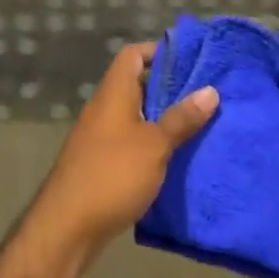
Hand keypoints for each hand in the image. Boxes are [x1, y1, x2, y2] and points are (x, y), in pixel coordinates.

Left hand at [27, 42, 218, 266]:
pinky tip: (176, 158)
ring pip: (136, 116)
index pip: (133, 55)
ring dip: (163, 118)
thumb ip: (181, 118)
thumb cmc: (113, 174)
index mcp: (114, 93)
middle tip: (205, 94)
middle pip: (137, 85)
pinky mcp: (101, 163)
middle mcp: (104, 108)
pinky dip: (152, 144)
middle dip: (169, 88)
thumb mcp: (154, 145)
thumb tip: (210, 90)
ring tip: (199, 124)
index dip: (158, 51)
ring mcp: (100, 136)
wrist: (67, 226)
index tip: (190, 60)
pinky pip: (131, 141)